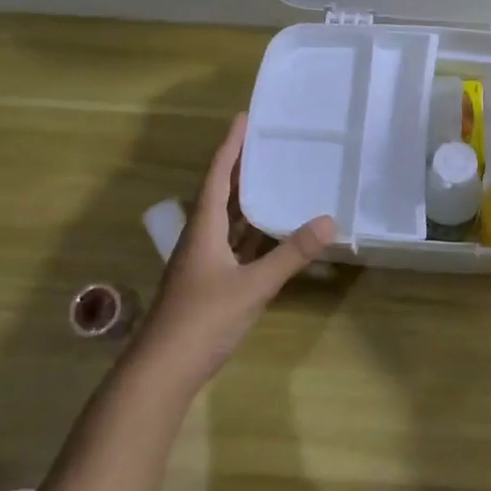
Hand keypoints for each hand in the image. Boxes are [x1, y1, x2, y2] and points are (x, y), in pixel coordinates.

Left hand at [134, 113, 334, 385]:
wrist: (162, 372)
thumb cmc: (202, 319)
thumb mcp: (253, 285)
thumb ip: (290, 254)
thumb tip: (328, 221)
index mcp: (203, 228)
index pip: (217, 175)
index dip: (231, 146)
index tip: (245, 118)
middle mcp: (200, 238)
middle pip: (221, 193)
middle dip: (242, 167)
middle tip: (269, 143)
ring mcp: (203, 262)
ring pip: (227, 220)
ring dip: (247, 200)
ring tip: (276, 178)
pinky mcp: (210, 283)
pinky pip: (234, 245)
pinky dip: (252, 233)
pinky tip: (272, 232)